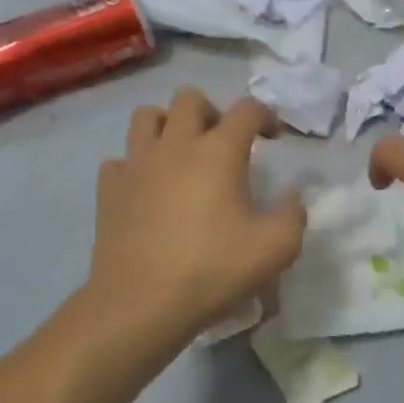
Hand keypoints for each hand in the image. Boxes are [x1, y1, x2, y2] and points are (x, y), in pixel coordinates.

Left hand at [85, 88, 306, 348]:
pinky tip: (148, 188)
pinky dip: (135, 165)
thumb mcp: (277, 248)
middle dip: (212, 112)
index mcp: (219, 151)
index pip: (247, 109)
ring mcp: (136, 164)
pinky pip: (120, 160)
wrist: (141, 304)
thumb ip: (294, 214)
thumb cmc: (213, 270)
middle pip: (190, 98)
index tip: (274, 138)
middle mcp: (176, 145)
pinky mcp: (109, 189)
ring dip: (168, 126)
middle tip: (223, 143)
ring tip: (182, 155)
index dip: (266, 116)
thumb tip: (292, 194)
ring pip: (146, 117)